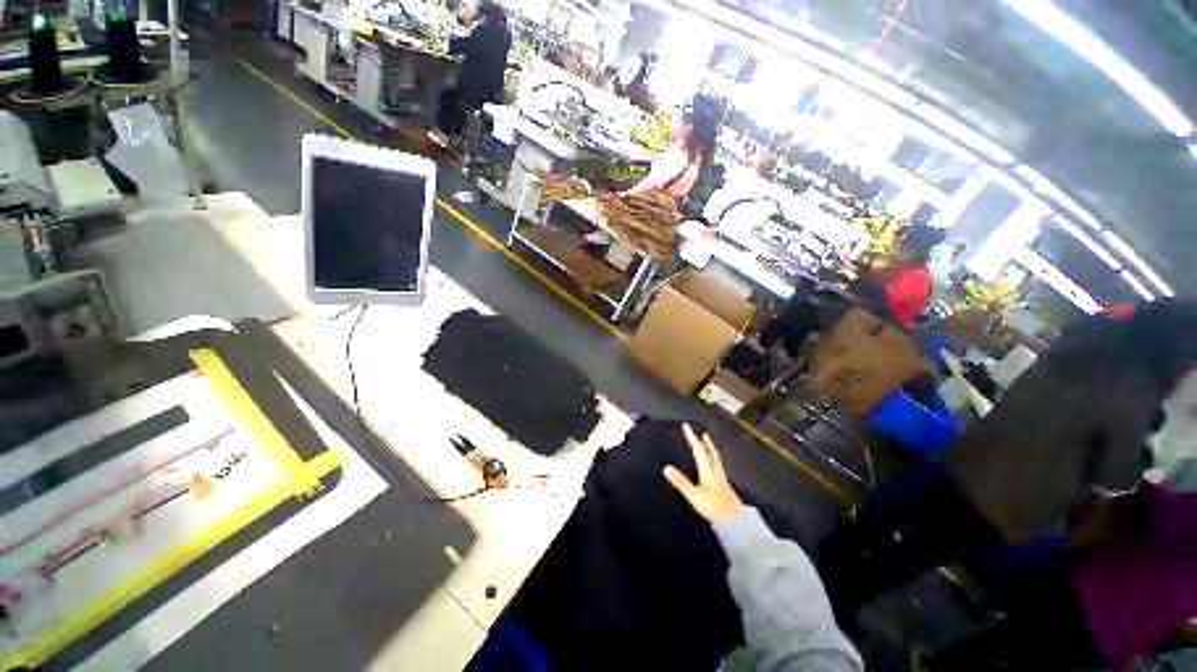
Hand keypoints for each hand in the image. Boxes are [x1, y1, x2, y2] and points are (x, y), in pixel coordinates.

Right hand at [663, 423, 742, 523]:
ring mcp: (722, 480)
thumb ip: (681, 482)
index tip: (686, 425)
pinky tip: (714, 468)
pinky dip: (714, 462)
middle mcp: (716, 472)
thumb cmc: (714, 507)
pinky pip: (718, 468)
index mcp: (708, 470)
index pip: (698, 450)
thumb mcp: (694, 495)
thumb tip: (666, 467)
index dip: (691, 437)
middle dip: (706, 443)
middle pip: (711, 453)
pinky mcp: (725, 488)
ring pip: (716, 460)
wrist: (736, 522)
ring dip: (711, 451)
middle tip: (703, 434)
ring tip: (709, 446)